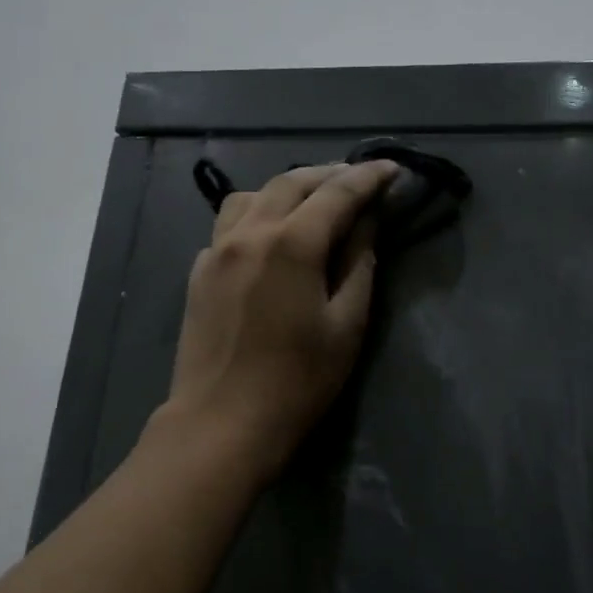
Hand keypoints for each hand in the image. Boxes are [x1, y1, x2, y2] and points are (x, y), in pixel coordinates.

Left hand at [161, 160, 401, 475]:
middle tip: (358, 180)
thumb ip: (358, 264)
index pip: (338, 192)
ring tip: (313, 202)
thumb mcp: (346, 325)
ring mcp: (217, 249)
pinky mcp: (199, 270)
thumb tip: (366, 222)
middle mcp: (249, 232)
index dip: (369, 177)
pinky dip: (258, 214)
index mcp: (291, 243)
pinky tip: (271, 236)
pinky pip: (230, 223)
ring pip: (254, 195)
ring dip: (288, 188)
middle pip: (292, 182)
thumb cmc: (297, 382)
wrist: (221, 423)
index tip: (392, 168)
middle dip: (329, 174)